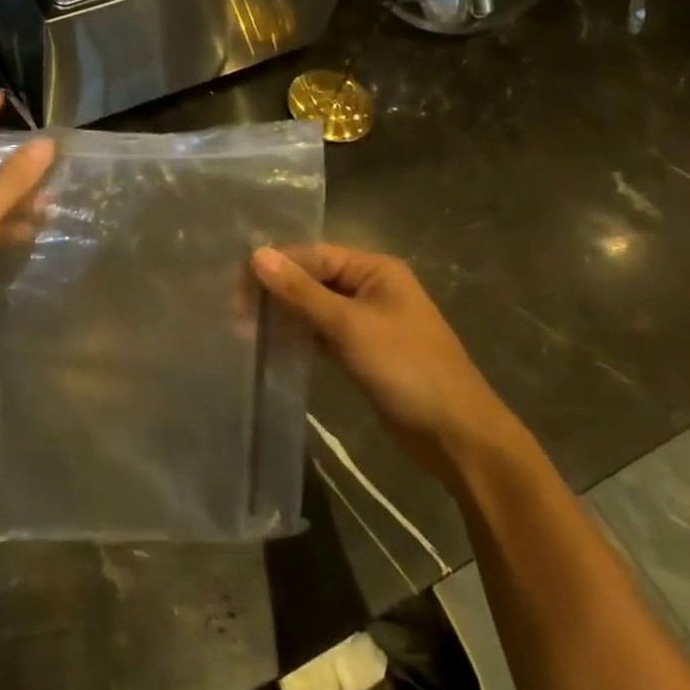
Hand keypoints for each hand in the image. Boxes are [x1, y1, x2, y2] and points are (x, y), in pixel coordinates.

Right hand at [253, 243, 514, 475]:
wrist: (455, 434)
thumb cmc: (406, 368)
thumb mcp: (349, 325)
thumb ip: (301, 291)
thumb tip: (257, 255)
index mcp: (375, 270)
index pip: (313, 256)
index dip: (275, 266)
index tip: (234, 282)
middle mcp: (370, 288)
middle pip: (313, 280)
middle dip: (276, 291)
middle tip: (234, 310)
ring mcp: (367, 322)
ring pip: (315, 308)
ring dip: (284, 315)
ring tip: (242, 326)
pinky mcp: (362, 352)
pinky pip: (322, 335)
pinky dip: (299, 337)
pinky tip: (271, 345)